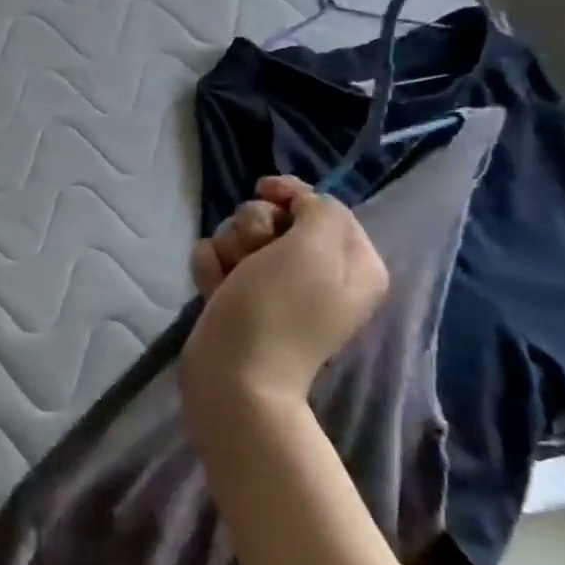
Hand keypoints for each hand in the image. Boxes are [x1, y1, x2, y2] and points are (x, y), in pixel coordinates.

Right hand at [182, 177, 387, 418]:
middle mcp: (317, 271)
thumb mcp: (313, 250)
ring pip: (240, 236)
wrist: (234, 375)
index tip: (263, 189)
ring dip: (229, 250)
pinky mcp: (239, 296)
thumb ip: (319, 211)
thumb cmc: (277, 311)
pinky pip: (218, 261)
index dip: (291, 194)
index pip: (322, 204)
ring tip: (230, 280)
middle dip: (253, 228)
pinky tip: (214, 291)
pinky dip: (212, 270)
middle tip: (252, 255)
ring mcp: (274, 286)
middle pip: (275, 217)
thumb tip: (299, 204)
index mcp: (352, 262)